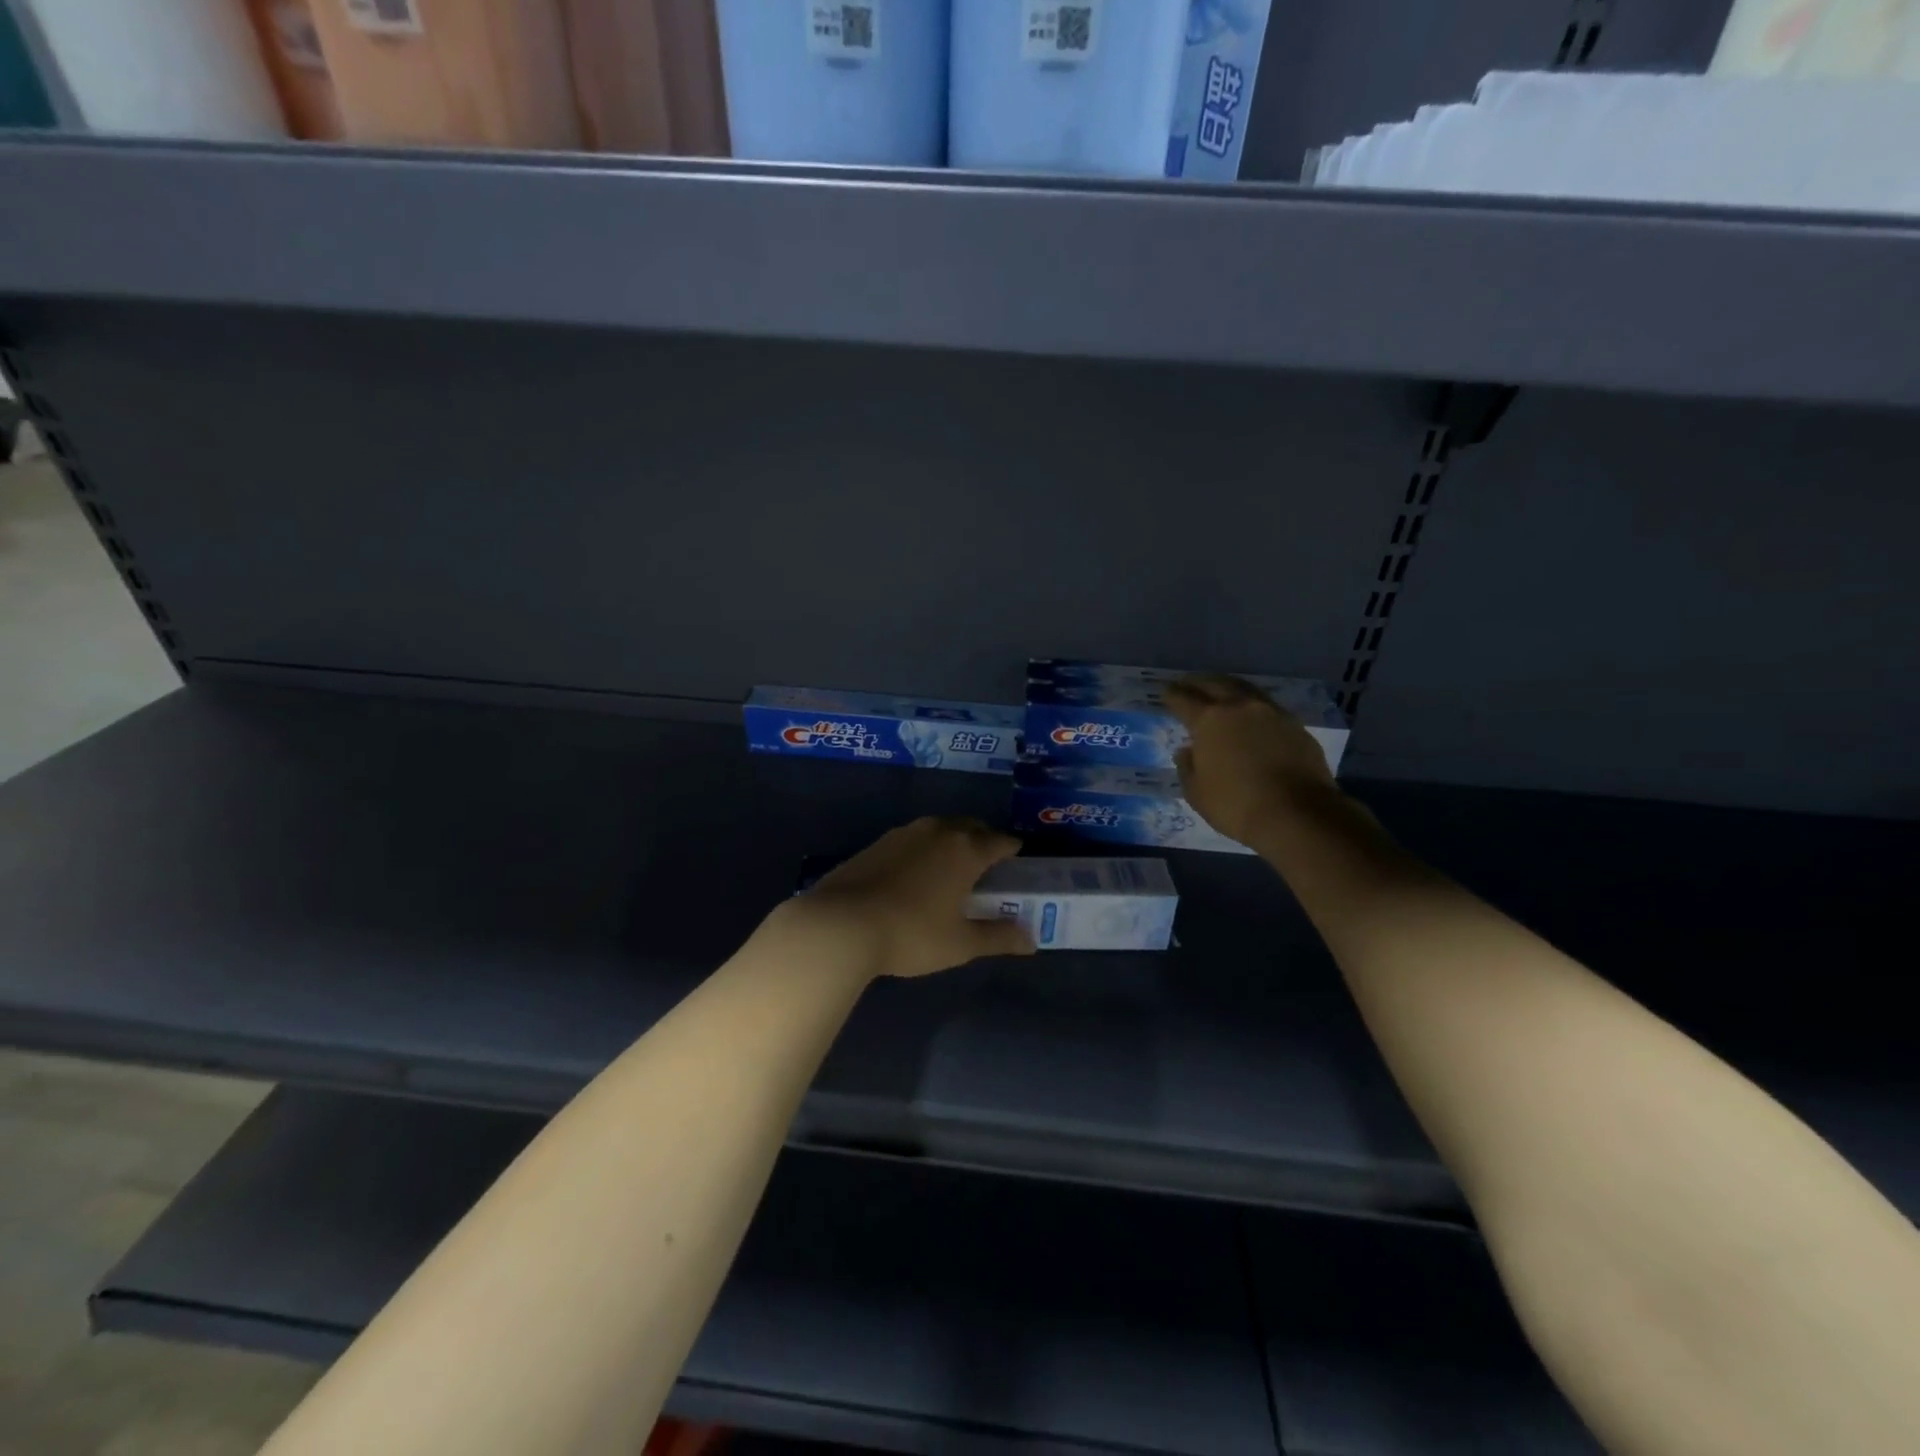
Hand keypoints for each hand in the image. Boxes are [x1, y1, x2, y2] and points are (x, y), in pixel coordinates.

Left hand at [772, 817, 1035, 980]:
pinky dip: (924, 848)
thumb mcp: (961, 944)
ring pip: (939, 828)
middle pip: (970, 826)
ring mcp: (904, 833)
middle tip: (988, 860)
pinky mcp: (877, 843)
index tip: (1017, 856)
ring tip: (953, 864)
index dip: (1011, 848)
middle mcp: (938, 832)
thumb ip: (998, 938)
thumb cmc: (911, 933)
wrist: (840, 924)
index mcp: (965, 850)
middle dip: (983, 838)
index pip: (999, 841)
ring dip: (952, 839)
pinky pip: (913, 838)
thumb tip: (1031, 940)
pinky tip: (916, 871)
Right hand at [1168, 674, 1339, 847]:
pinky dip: (1253, 707)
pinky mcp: (1296, 725)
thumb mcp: (1196, 793)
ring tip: (1220, 692)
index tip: (1166, 693)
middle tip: (1188, 684)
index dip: (1171, 695)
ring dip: (1228, 688)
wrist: (1298, 814)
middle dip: (1198, 682)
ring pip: (1245, 690)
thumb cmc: (1236, 805)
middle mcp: (1240, 707)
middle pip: (1215, 684)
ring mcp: (1271, 713)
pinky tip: (1251, 717)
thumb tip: (1187, 750)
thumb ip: (1187, 767)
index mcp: (1209, 720)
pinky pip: (1267, 707)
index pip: (1183, 699)